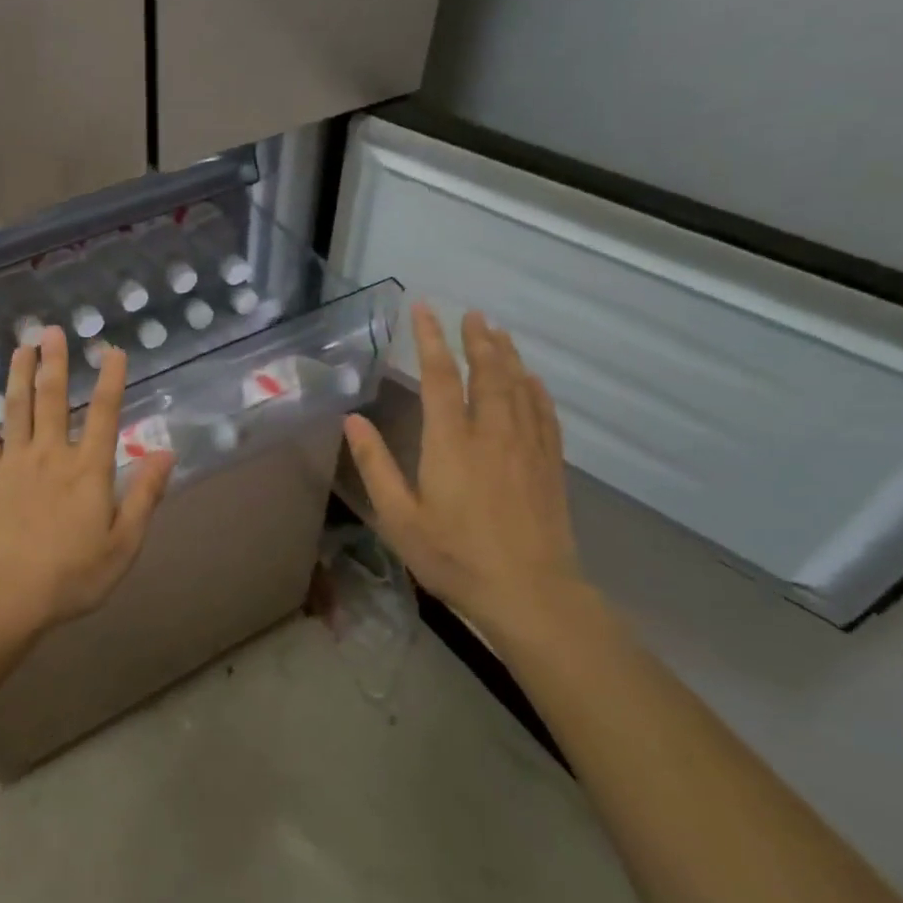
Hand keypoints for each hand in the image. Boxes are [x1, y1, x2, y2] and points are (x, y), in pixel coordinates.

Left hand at [0, 326, 174, 631]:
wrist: (8, 595)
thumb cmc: (73, 575)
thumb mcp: (124, 543)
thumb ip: (145, 495)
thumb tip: (166, 452)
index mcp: (89, 469)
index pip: (106, 414)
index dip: (111, 379)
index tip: (113, 350)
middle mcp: (52, 454)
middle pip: (54, 399)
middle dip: (54, 362)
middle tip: (51, 330)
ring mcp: (15, 464)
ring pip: (16, 409)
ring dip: (18, 376)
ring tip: (19, 348)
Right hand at [343, 302, 592, 646]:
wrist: (530, 593)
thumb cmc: (454, 557)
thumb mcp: (399, 517)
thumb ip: (375, 465)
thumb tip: (352, 420)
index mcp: (451, 442)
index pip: (440, 377)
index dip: (431, 339)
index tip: (425, 309)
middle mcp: (491, 433)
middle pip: (487, 372)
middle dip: (477, 339)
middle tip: (471, 313)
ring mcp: (526, 447)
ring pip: (518, 387)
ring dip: (507, 355)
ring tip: (497, 332)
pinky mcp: (550, 465)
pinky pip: (544, 414)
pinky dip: (535, 390)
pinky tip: (531, 380)